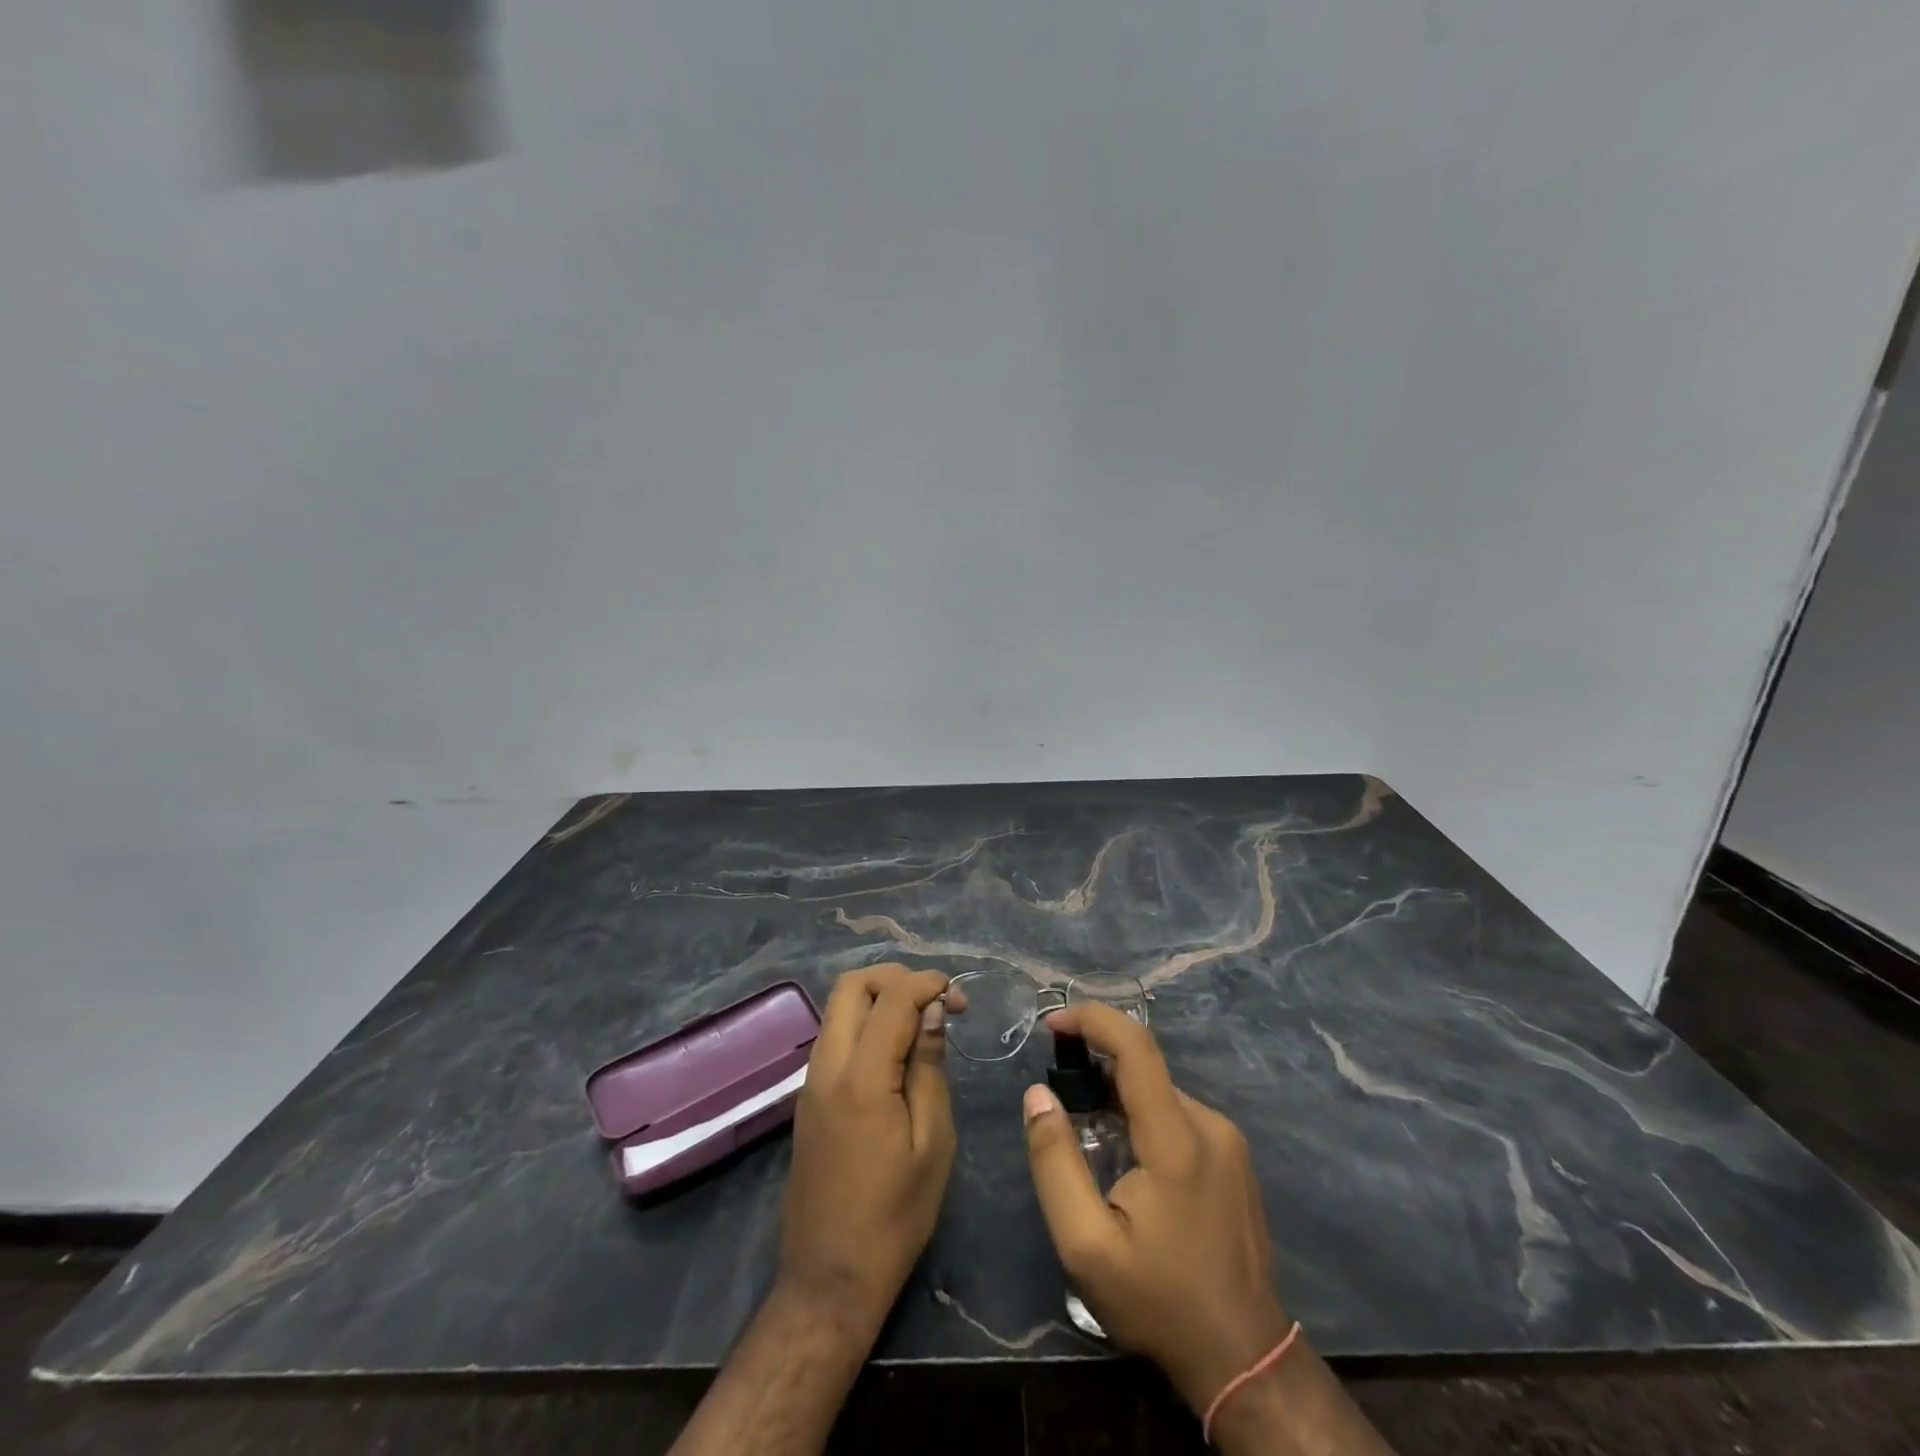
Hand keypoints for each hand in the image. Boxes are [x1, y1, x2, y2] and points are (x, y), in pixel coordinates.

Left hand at [778, 964, 955, 1330]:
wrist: (829, 1278)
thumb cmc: (895, 1217)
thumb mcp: (932, 1143)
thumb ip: (928, 1067)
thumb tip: (932, 1011)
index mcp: (862, 1078)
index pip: (891, 998)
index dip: (927, 983)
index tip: (959, 997)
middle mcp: (827, 1067)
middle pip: (851, 986)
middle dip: (896, 978)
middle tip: (936, 1001)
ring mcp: (811, 1081)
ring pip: (838, 1008)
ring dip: (879, 998)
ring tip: (921, 1022)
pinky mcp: (807, 1097)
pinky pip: (835, 1035)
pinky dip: (865, 1023)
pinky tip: (896, 1051)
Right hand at [1022, 1003, 1289, 1413]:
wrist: (1244, 1359)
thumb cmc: (1159, 1301)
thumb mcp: (1086, 1246)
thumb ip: (1054, 1162)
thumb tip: (1038, 1094)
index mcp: (1178, 1139)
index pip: (1136, 1046)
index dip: (1092, 1019)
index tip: (1053, 1023)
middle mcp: (1209, 1125)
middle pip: (1145, 1068)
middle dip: (1096, 1064)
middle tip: (1058, 1093)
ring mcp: (1228, 1141)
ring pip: (1160, 1092)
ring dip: (1118, 1094)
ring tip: (1087, 1132)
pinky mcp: (1233, 1157)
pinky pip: (1177, 1113)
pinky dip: (1142, 1114)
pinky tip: (1124, 1155)